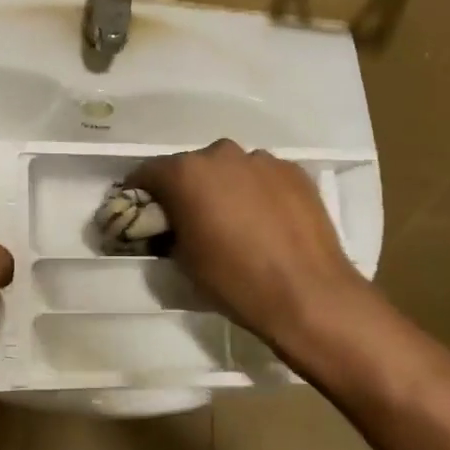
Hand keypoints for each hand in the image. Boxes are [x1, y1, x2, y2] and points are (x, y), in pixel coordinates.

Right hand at [129, 141, 372, 368]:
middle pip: (191, 167)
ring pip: (230, 169)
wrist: (309, 295)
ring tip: (235, 221)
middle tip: (192, 220)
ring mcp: (262, 160)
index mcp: (186, 173)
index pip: (147, 173)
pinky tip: (266, 221)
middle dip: (186, 189)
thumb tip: (167, 224)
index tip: (143, 215)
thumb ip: (167, 229)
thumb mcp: (183, 259)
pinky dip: (257, 191)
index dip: (140, 194)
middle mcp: (221, 154)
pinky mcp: (294, 171)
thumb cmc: (234, 280)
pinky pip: (263, 177)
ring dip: (224, 187)